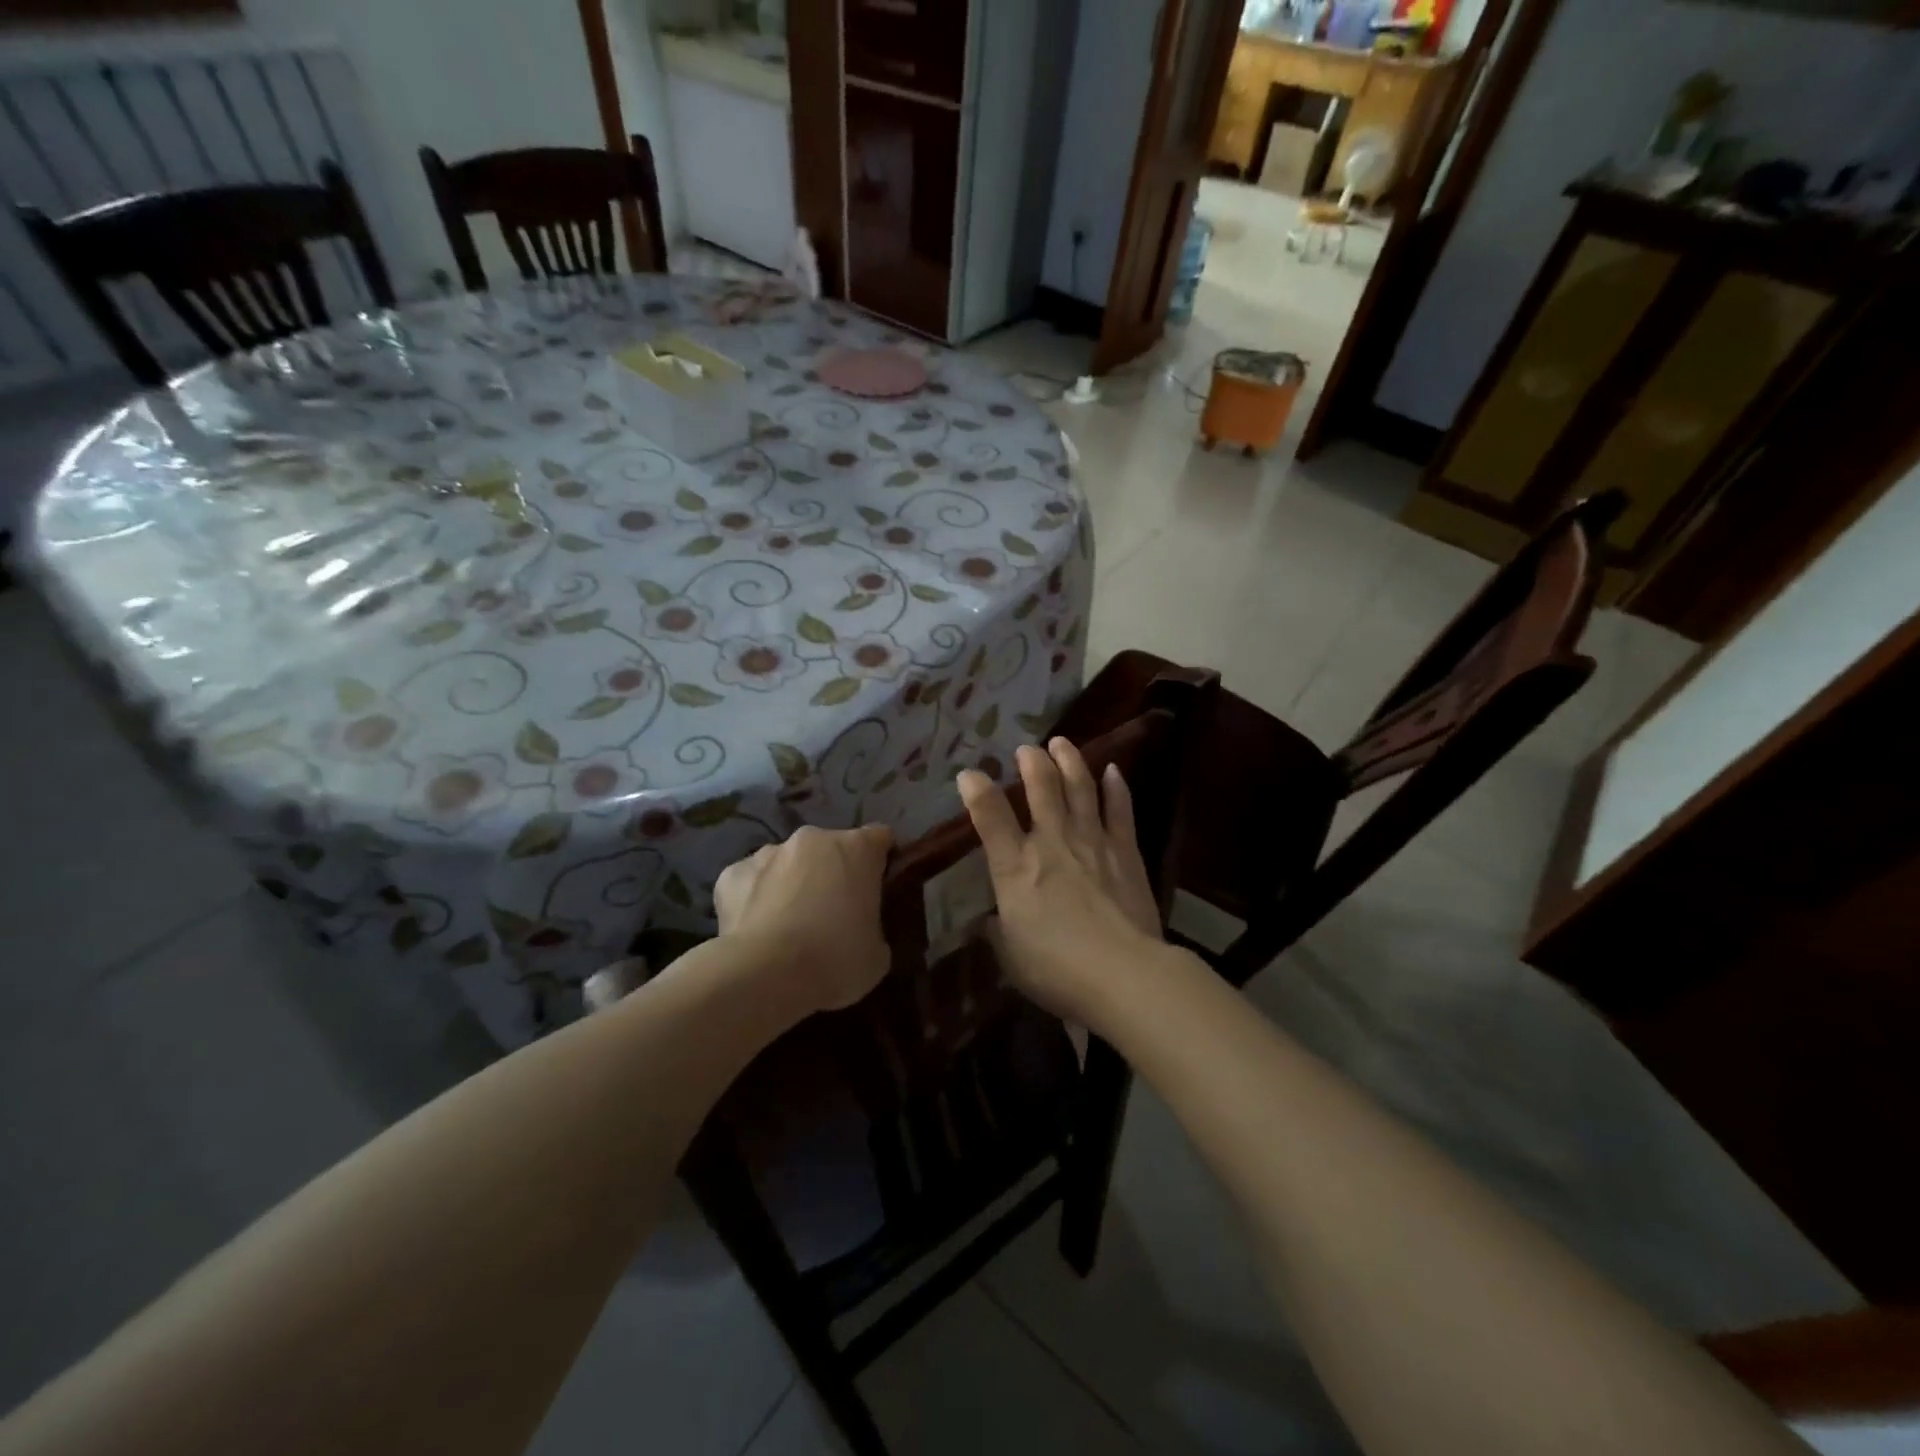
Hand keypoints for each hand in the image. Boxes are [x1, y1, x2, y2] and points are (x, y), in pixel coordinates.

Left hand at [714, 824, 894, 1014]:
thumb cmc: (836, 959)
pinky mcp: (731, 874)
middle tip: (833, 913)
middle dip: (832, 872)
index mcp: (857, 849)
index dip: (882, 860)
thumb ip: (874, 926)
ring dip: (792, 883)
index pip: (880, 838)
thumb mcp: (878, 952)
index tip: (879, 887)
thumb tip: (862, 930)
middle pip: (830, 848)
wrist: (766, 975)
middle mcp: (813, 838)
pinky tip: (756, 930)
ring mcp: (768, 852)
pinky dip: (755, 899)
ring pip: (787, 862)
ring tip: (788, 924)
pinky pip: (750, 882)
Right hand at [958, 739, 1165, 1025]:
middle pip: (1041, 786)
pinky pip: (1120, 809)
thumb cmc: (1057, 970)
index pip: (989, 815)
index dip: (976, 789)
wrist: (1124, 974)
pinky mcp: (1125, 850)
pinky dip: (1116, 787)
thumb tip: (989, 921)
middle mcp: (1051, 842)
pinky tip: (1113, 770)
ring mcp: (1092, 841)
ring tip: (1061, 742)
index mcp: (1015, 866)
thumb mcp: (1010, 956)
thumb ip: (996, 932)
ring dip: (1069, 760)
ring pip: (1080, 786)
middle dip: (1031, 762)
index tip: (969, 774)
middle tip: (1026, 749)